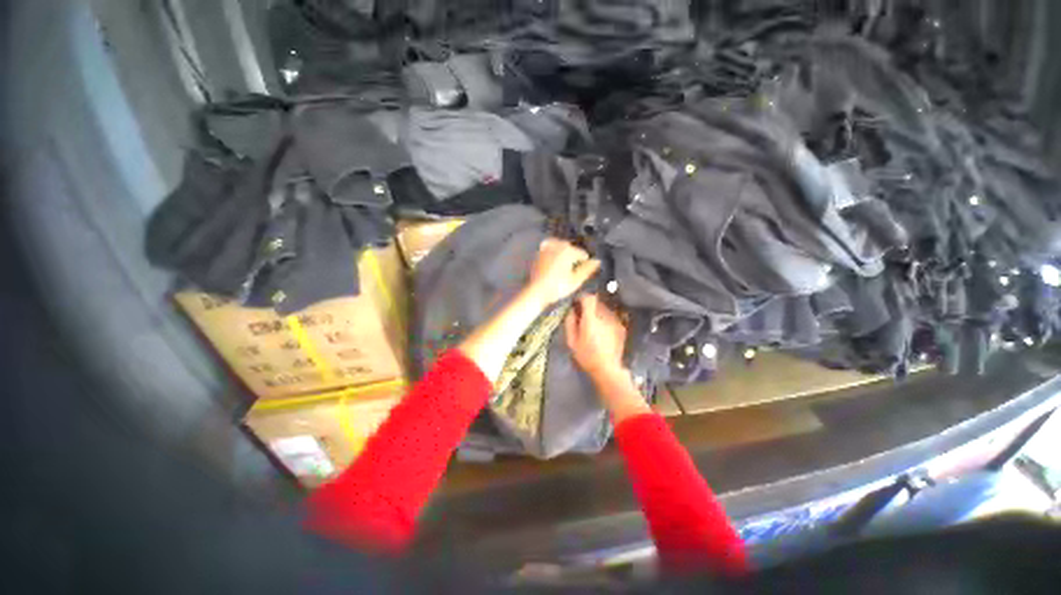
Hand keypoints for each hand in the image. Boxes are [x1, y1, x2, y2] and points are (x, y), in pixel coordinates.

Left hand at [524, 238, 600, 307]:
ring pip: (560, 248)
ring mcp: (546, 248)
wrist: (536, 291)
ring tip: (563, 268)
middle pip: (571, 249)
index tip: (582, 273)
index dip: (584, 264)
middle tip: (572, 272)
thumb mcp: (575, 280)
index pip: (582, 254)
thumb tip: (597, 261)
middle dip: (573, 258)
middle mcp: (557, 245)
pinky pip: (550, 249)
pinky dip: (554, 254)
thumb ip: (587, 269)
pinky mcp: (538, 253)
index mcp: (568, 250)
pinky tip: (553, 264)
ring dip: (564, 255)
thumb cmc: (557, 287)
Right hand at [565, 294, 648, 421]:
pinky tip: (603, 330)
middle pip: (597, 302)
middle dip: (589, 306)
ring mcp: (616, 321)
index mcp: (591, 319)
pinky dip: (606, 319)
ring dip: (598, 312)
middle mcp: (605, 316)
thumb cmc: (586, 356)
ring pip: (605, 308)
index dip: (582, 298)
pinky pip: (612, 316)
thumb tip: (571, 310)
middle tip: (583, 315)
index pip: (589, 298)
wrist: (607, 369)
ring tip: (594, 324)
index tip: (577, 303)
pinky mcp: (621, 327)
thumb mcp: (571, 341)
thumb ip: (570, 323)